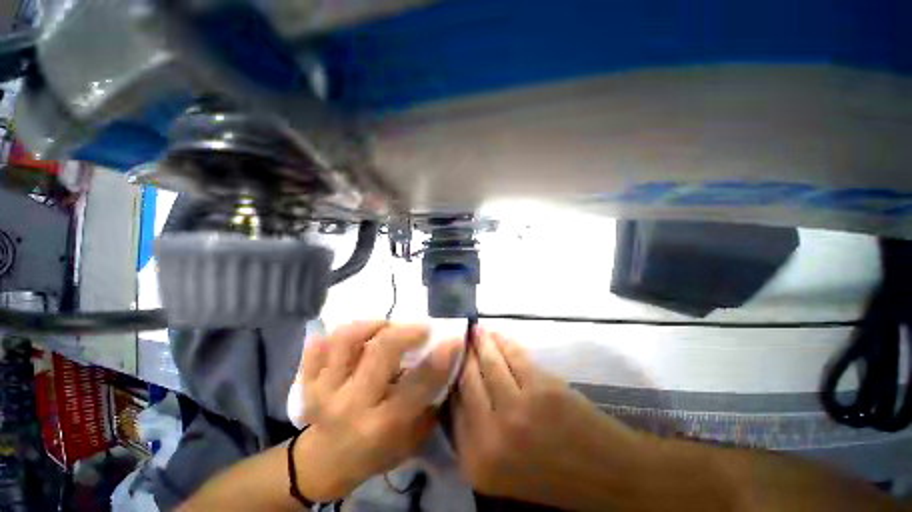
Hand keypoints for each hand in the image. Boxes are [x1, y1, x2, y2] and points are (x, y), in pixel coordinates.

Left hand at [294, 321, 459, 500]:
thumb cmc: (377, 452)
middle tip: (421, 327)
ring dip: (372, 325)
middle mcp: (351, 405)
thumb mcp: (412, 437)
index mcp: (381, 425)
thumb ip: (430, 400)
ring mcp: (324, 390)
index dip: (440, 359)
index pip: (417, 385)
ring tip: (386, 327)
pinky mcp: (307, 382)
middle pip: (380, 351)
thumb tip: (446, 360)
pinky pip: (318, 346)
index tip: (454, 338)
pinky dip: (336, 335)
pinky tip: (355, 338)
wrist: (324, 464)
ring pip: (346, 339)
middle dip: (407, 332)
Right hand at [452, 328, 645, 508]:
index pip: (452, 407)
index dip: (451, 376)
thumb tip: (459, 388)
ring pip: (489, 363)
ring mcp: (517, 410)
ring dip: (482, 342)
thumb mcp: (501, 467)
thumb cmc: (552, 475)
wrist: (608, 477)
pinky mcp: (541, 389)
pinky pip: (513, 356)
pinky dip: (503, 341)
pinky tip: (497, 335)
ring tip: (476, 330)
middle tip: (459, 337)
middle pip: (467, 381)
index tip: (449, 358)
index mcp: (477, 461)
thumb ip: (475, 432)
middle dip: (463, 355)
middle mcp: (490, 436)